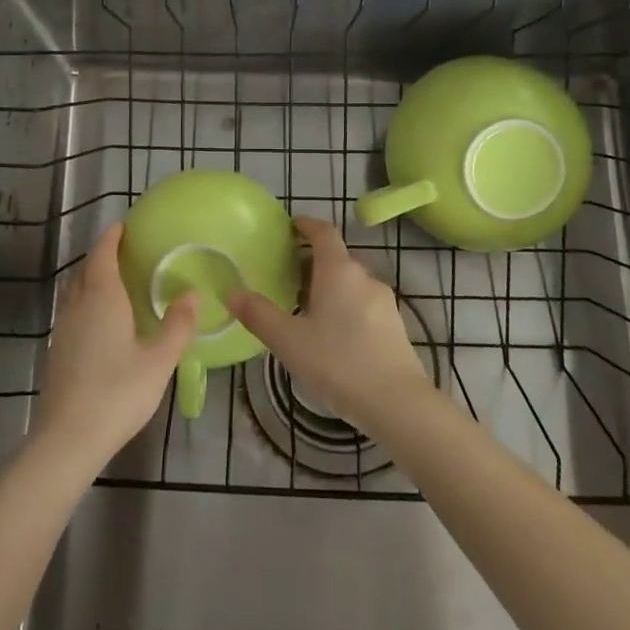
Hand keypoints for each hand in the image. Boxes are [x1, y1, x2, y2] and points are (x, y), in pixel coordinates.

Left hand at [33, 224, 196, 472]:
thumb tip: (192, 293)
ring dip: (93, 279)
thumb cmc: (117, 393)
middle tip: (127, 253)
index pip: (102, 254)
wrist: (66, 439)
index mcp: (102, 298)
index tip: (125, 226)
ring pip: (76, 291)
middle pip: (86, 270)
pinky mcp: (57, 351)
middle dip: (103, 256)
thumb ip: (177, 326)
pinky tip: (103, 322)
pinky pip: (73, 311)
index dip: (112, 237)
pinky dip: (87, 302)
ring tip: (117, 283)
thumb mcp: (158, 361)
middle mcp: (77, 306)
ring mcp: (62, 329)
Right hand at [226, 215, 433, 441]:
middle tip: (286, 276)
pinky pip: (364, 304)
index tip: (290, 227)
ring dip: (329, 286)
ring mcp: (384, 301)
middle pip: (336, 258)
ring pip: (351, 283)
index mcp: (338, 271)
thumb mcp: (288, 341)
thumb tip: (231, 292)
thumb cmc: (338, 363)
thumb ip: (258, 315)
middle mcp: (364, 277)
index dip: (306, 225)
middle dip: (312, 261)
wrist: (397, 403)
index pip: (323, 232)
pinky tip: (333, 335)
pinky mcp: (395, 326)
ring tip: (306, 308)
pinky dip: (345, 306)